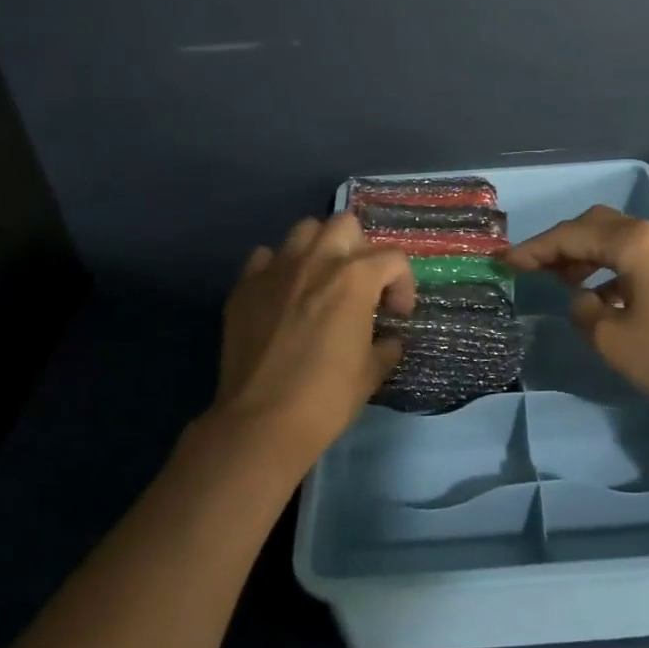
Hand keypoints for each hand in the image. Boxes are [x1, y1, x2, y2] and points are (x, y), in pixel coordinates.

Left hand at [213, 212, 416, 468]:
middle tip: (360, 285)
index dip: (403, 284)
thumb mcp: (370, 375)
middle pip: (345, 224)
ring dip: (320, 248)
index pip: (393, 258)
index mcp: (355, 278)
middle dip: (360, 249)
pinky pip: (266, 257)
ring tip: (322, 280)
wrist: (260, 422)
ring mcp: (276, 269)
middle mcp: (316, 261)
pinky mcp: (245, 286)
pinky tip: (283, 295)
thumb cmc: (326, 399)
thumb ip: (385, 347)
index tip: (397, 314)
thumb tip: (388, 340)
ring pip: (304, 230)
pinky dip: (279, 268)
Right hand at [507, 205, 648, 418]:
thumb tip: (581, 299)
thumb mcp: (614, 340)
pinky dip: (608, 271)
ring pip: (615, 242)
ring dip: (585, 257)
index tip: (505, 262)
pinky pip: (633, 260)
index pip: (569, 235)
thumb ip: (584, 313)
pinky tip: (601, 299)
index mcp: (630, 242)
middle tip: (534, 268)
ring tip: (562, 282)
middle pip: (594, 225)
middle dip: (560, 244)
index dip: (533, 249)